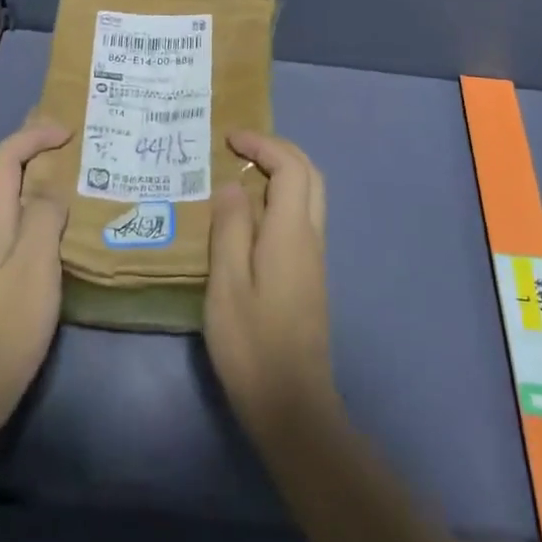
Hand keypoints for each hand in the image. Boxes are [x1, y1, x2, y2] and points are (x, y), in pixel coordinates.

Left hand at [0, 120, 71, 445]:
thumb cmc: (5, 325)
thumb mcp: (35, 266)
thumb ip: (44, 219)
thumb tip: (52, 189)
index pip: (5, 158)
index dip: (33, 135)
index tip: (69, 131)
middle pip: (4, 174)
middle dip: (32, 148)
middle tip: (70, 138)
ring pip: (12, 200)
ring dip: (39, 179)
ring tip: (76, 176)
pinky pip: (18, 226)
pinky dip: (40, 210)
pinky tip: (62, 229)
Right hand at [205, 130, 338, 444]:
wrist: (292, 403)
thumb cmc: (252, 343)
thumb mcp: (227, 284)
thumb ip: (230, 228)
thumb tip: (232, 185)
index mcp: (290, 233)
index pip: (290, 168)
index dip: (263, 144)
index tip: (229, 138)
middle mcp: (310, 237)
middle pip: (309, 174)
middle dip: (278, 151)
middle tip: (241, 149)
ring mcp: (314, 257)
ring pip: (310, 196)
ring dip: (282, 173)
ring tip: (242, 175)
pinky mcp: (309, 275)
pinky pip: (301, 217)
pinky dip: (281, 198)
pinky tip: (250, 216)